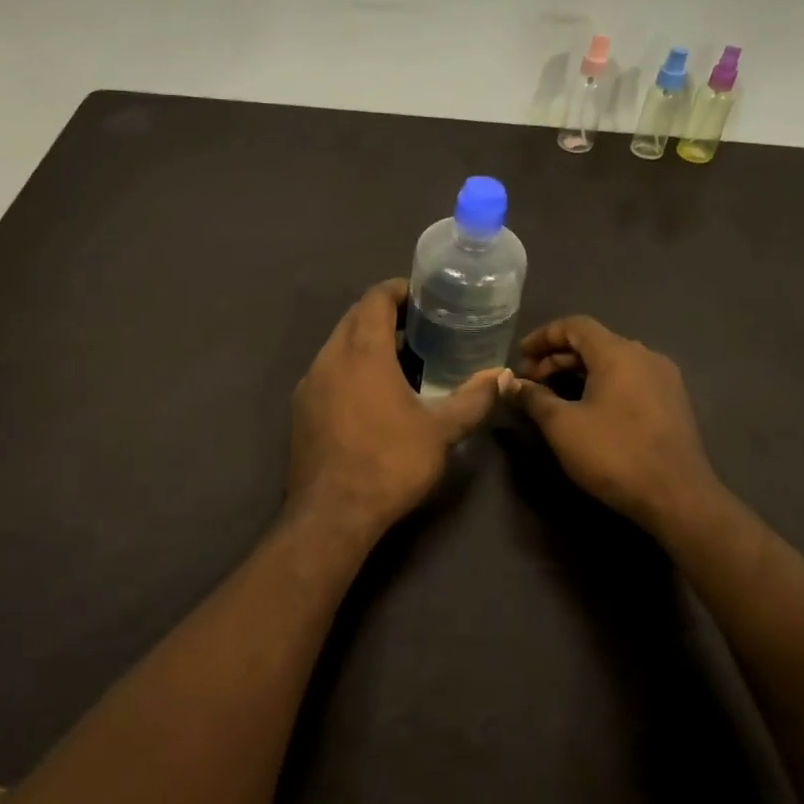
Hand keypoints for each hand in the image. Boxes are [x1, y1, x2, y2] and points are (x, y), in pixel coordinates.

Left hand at [287, 279, 501, 545]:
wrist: (332, 513)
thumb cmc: (389, 462)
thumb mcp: (441, 431)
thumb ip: (473, 399)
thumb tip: (502, 376)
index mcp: (362, 350)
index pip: (375, 298)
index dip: (398, 290)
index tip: (423, 297)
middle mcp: (330, 357)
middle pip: (354, 316)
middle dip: (384, 313)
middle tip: (418, 326)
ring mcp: (310, 382)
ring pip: (338, 344)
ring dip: (365, 340)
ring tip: (399, 358)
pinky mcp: (301, 408)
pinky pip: (327, 370)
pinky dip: (350, 365)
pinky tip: (371, 393)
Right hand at [501, 315, 724, 534]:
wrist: (678, 497)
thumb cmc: (614, 454)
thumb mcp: (562, 426)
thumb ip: (534, 398)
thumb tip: (511, 383)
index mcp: (618, 353)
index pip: (575, 325)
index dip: (543, 336)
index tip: (520, 355)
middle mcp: (644, 355)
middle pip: (594, 342)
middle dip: (557, 357)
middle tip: (530, 380)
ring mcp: (663, 378)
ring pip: (613, 361)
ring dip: (579, 371)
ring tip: (553, 395)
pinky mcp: (672, 402)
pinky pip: (630, 378)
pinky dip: (602, 383)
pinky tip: (587, 407)